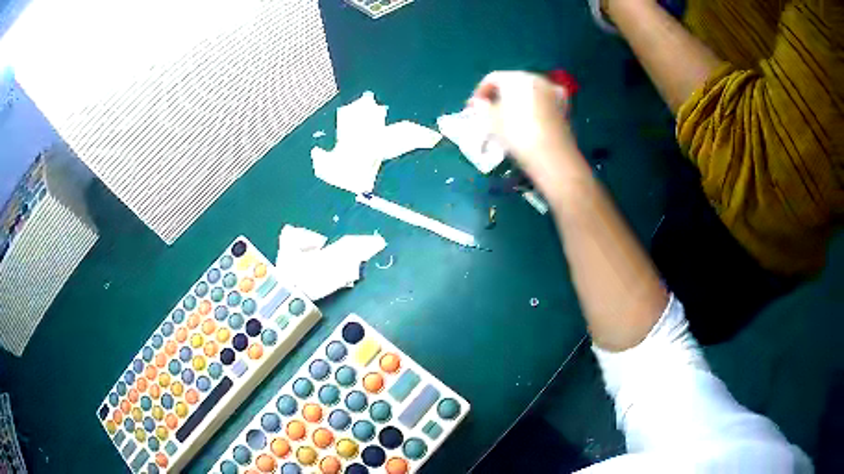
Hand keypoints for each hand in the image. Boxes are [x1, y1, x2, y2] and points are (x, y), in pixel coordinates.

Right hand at [470, 71, 581, 189]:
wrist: (552, 157)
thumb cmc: (517, 134)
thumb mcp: (492, 121)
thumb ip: (482, 107)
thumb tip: (479, 102)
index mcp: (516, 77)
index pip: (492, 78)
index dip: (480, 91)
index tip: (473, 107)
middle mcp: (535, 78)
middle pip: (513, 82)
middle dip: (500, 95)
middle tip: (490, 111)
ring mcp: (552, 91)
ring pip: (529, 91)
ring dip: (518, 99)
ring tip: (510, 116)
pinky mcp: (563, 106)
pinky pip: (544, 100)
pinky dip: (535, 105)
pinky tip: (531, 117)